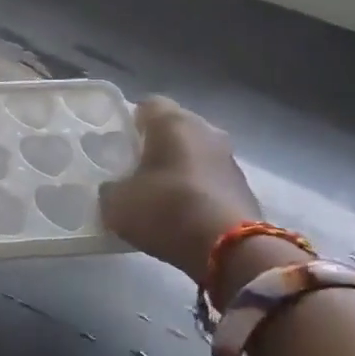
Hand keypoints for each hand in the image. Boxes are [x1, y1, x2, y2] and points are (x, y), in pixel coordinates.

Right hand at [99, 97, 260, 286]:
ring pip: (194, 153)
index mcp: (173, 122)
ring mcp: (229, 158)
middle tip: (132, 168)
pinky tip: (180, 212)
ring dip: (177, 167)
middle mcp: (205, 130)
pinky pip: (209, 179)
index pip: (146, 105)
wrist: (229, 250)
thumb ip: (111, 189)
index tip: (116, 144)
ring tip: (155, 193)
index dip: (129, 122)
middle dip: (155, 144)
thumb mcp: (117, 203)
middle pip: (174, 128)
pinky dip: (195, 189)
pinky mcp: (243, 186)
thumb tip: (115, 188)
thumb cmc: (166, 210)